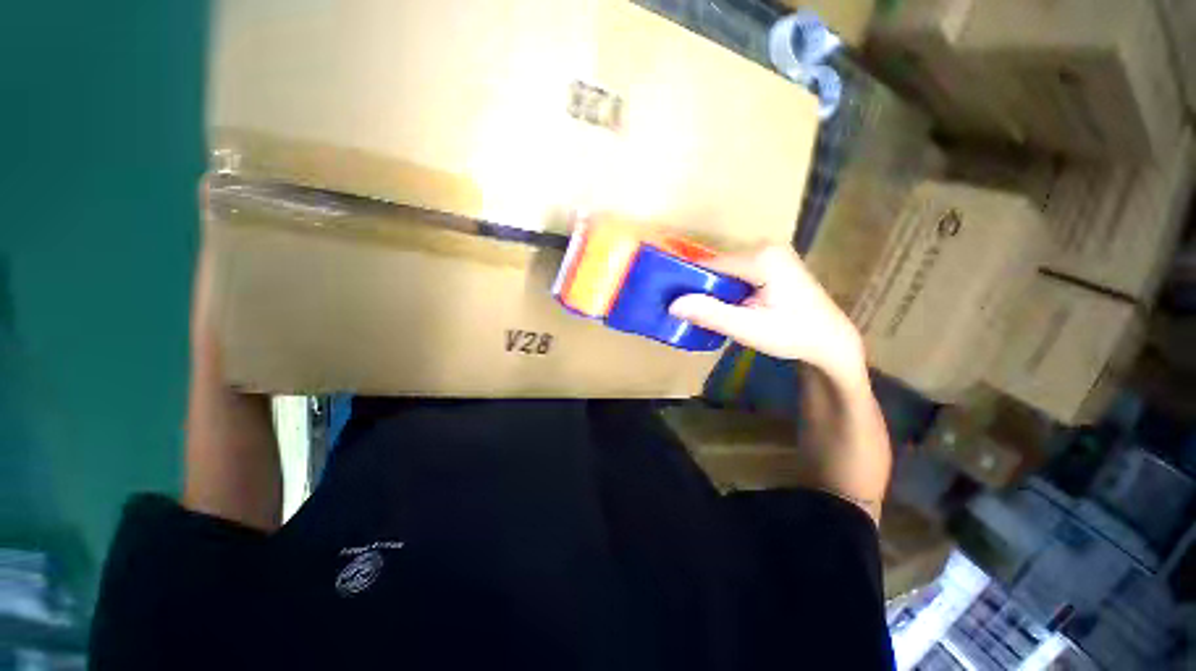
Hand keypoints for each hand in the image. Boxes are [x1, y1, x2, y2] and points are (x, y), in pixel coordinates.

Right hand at [672, 246, 890, 522]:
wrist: (830, 341)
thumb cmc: (793, 335)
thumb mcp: (748, 328)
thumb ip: (711, 314)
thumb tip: (673, 304)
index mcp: (762, 258)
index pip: (711, 265)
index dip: (689, 282)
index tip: (673, 301)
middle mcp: (765, 248)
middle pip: (717, 266)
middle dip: (701, 288)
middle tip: (688, 311)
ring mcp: (770, 255)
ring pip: (725, 271)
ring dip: (712, 290)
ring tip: (703, 312)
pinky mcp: (772, 265)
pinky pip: (736, 274)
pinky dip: (725, 290)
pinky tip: (724, 307)